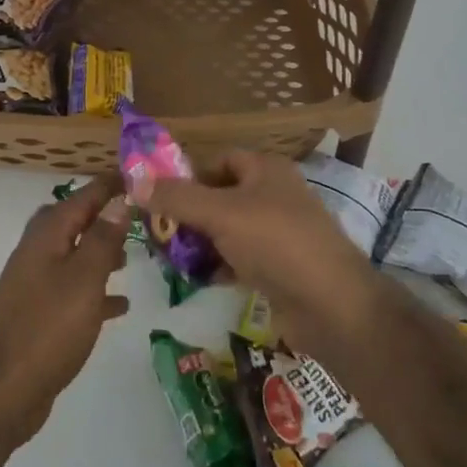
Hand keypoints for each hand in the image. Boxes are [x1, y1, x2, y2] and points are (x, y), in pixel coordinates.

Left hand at [0, 174, 131, 444]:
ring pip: (72, 255)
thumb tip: (119, 199)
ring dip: (99, 251)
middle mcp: (36, 253)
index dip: (107, 185)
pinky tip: (120, 304)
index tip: (136, 174)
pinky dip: (95, 290)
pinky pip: (72, 290)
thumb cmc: (49, 328)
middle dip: (101, 215)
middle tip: (134, 214)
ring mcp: (34, 284)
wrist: (4, 391)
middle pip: (71, 221)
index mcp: (46, 237)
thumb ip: (103, 238)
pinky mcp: (38, 314)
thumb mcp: (85, 279)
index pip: (81, 197)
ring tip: (131, 256)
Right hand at [136, 152, 378, 359]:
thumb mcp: (220, 213)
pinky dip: (218, 266)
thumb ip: (177, 197)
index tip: (157, 198)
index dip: (187, 175)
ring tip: (169, 258)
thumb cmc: (277, 243)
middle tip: (157, 231)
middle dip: (188, 213)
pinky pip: (239, 258)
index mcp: (266, 170)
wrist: (332, 306)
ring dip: (200, 242)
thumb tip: (134, 181)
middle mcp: (273, 195)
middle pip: (219, 195)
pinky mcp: (278, 267)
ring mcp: (278, 233)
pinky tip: (197, 280)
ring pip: (227, 229)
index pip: (218, 160)